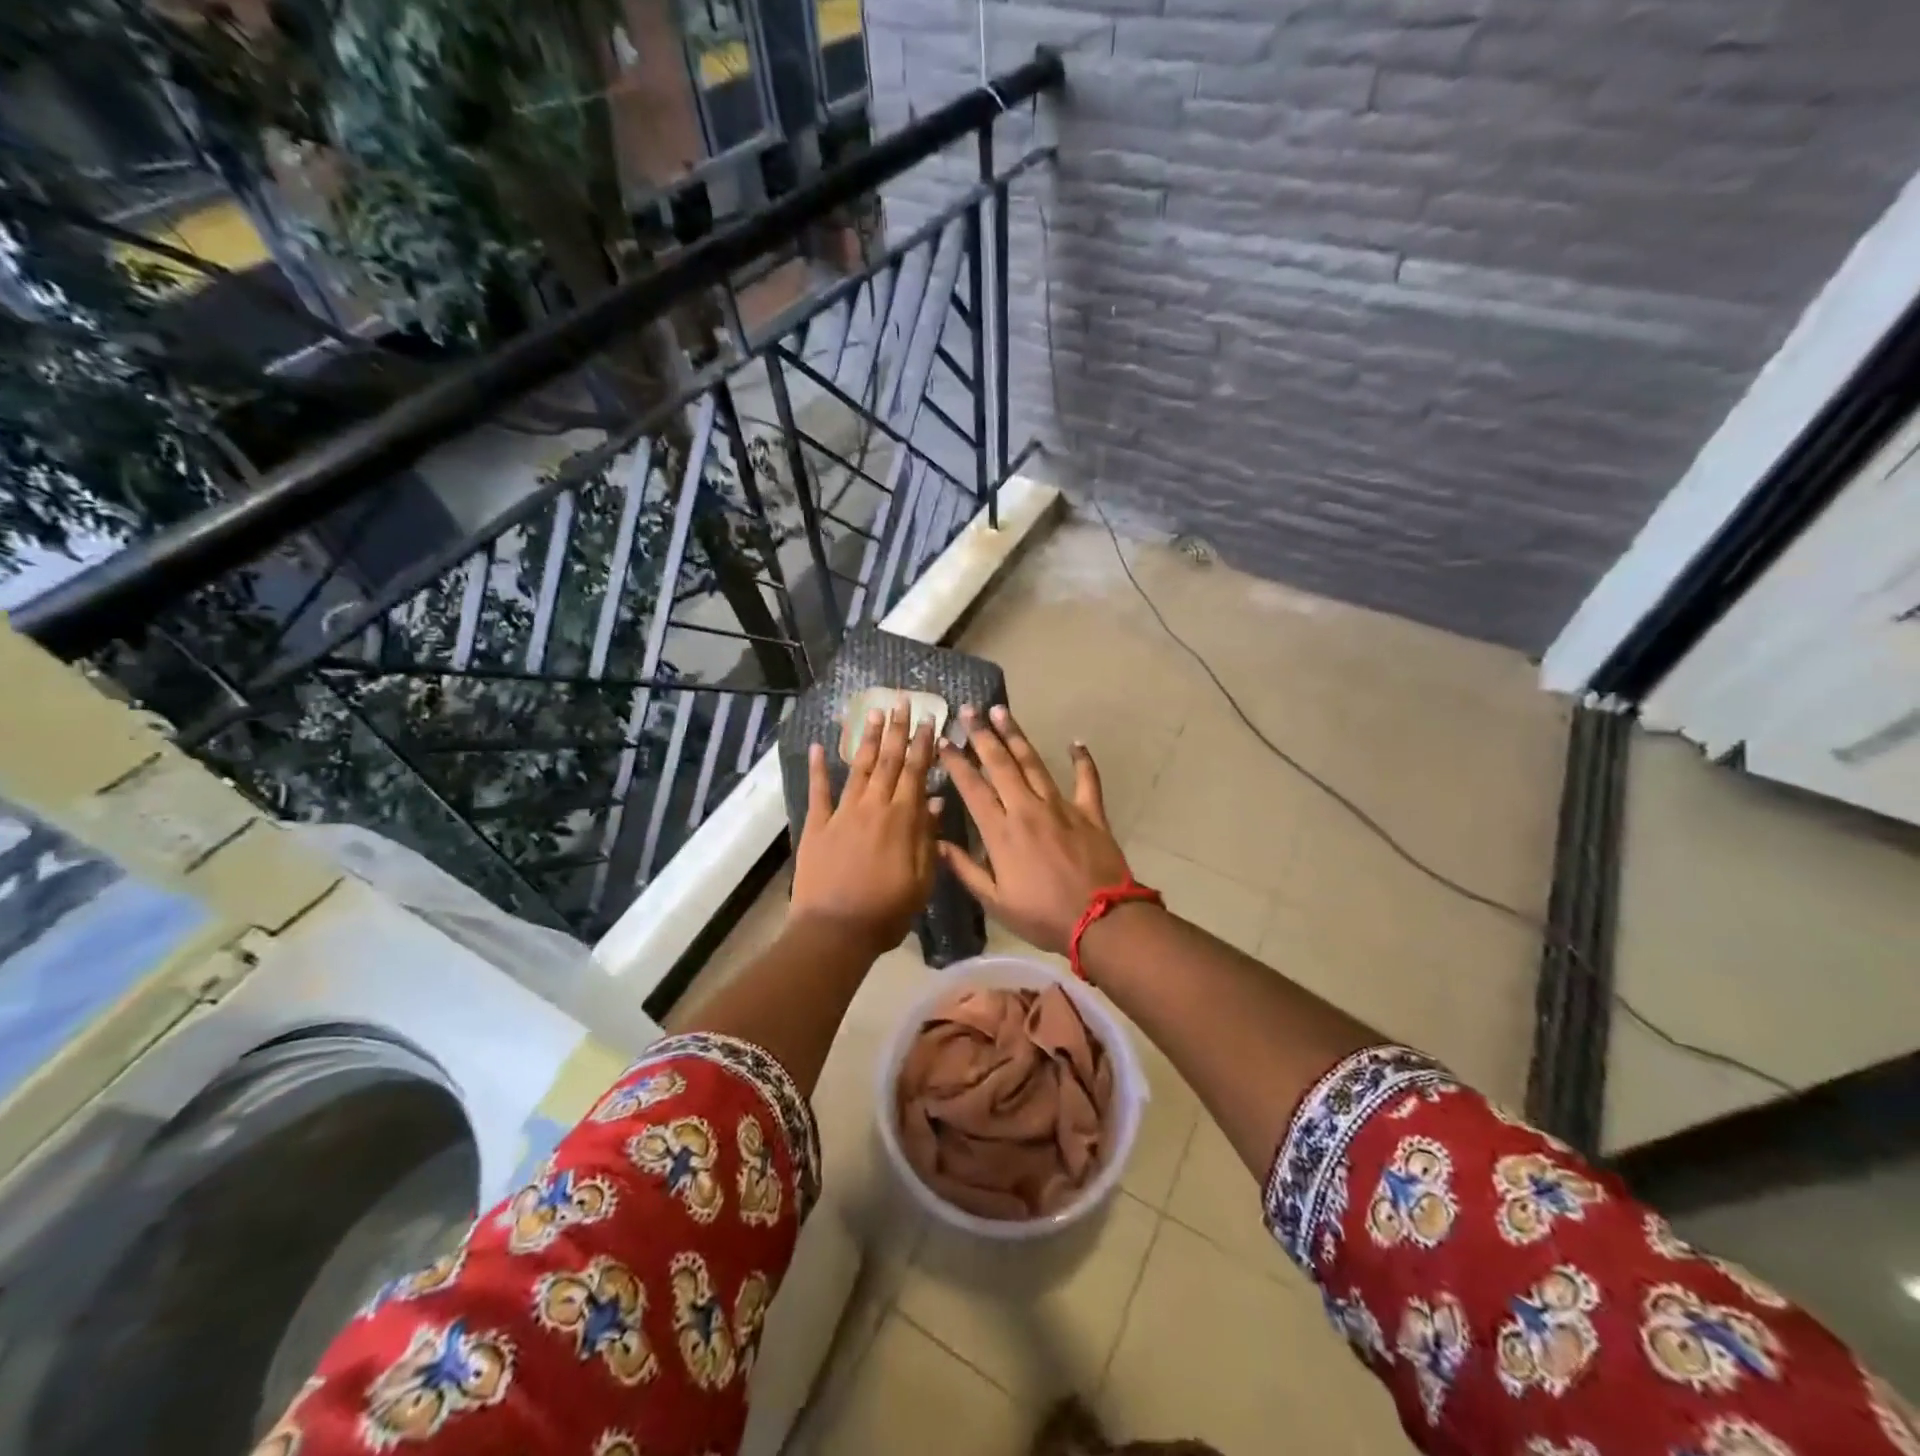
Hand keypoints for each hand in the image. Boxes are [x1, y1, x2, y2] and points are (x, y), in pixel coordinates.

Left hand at [790, 699, 940, 958]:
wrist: (835, 931)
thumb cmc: (886, 912)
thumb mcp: (921, 880)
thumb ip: (927, 837)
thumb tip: (934, 799)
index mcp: (901, 820)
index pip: (915, 772)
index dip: (922, 745)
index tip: (929, 720)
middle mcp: (872, 807)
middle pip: (887, 761)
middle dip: (896, 730)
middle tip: (902, 701)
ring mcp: (841, 814)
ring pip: (858, 768)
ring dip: (866, 739)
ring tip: (873, 711)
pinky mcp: (816, 826)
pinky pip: (818, 791)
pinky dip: (818, 768)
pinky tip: (820, 745)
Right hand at [936, 705, 1131, 953]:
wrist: (1101, 920)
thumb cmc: (1043, 915)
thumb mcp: (995, 901)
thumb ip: (965, 870)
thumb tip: (938, 843)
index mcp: (1001, 832)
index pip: (972, 788)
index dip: (956, 762)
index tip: (943, 741)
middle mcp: (1027, 809)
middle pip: (1000, 764)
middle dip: (982, 735)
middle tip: (970, 710)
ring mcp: (1061, 806)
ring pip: (1034, 763)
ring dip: (1016, 736)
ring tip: (1002, 712)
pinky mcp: (1090, 812)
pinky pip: (1087, 779)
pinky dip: (1082, 759)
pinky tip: (1076, 742)